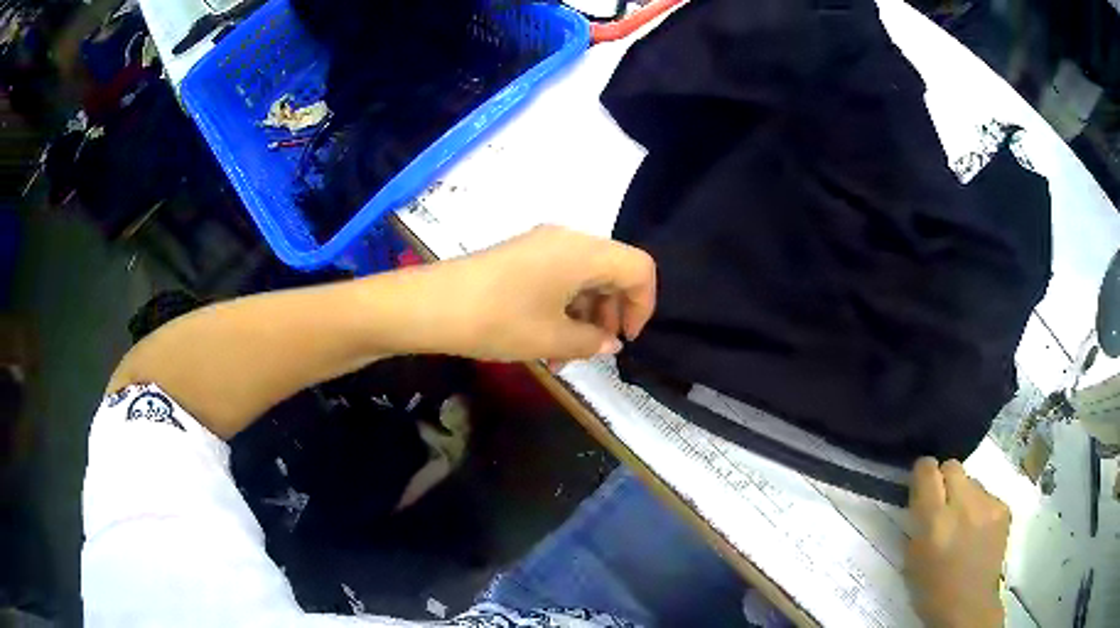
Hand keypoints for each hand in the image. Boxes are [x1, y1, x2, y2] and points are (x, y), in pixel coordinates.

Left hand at [415, 225, 656, 361]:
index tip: (626, 339)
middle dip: (612, 313)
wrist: (430, 305)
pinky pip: (559, 276)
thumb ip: (591, 341)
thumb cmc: (498, 321)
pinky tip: (547, 339)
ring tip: (566, 355)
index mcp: (583, 251)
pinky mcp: (521, 255)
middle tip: (595, 350)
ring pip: (584, 276)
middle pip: (612, 270)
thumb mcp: (551, 338)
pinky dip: (564, 306)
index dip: (643, 305)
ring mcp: (541, 244)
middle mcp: (567, 239)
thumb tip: (610, 342)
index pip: (639, 268)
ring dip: (585, 315)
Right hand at [905, 458, 1008, 627]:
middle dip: (945, 480)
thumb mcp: (912, 560)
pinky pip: (987, 495)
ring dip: (964, 495)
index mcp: (935, 522)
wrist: (969, 607)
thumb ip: (917, 523)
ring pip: (972, 481)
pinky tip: (978, 531)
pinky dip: (980, 508)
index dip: (923, 473)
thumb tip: (921, 497)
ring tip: (964, 523)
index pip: (928, 470)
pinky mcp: (1004, 508)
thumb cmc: (932, 591)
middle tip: (943, 504)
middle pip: (953, 466)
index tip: (921, 485)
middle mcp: (963, 505)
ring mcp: (988, 505)